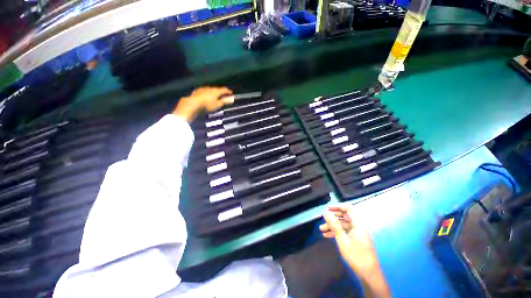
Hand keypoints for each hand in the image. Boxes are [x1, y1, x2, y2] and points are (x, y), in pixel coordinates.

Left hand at [173, 86, 234, 121]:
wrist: (193, 103)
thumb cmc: (208, 104)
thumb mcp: (218, 104)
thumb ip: (224, 101)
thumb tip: (232, 99)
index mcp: (216, 91)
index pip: (224, 89)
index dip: (228, 91)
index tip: (231, 93)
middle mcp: (210, 88)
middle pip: (218, 89)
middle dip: (221, 92)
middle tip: (224, 96)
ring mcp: (204, 88)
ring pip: (211, 90)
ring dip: (214, 93)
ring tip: (215, 97)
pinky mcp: (198, 91)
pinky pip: (205, 91)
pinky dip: (208, 93)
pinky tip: (207, 97)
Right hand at [320, 206, 390, 297]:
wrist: (368, 274)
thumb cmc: (356, 255)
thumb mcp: (342, 239)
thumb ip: (334, 225)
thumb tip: (326, 213)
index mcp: (358, 224)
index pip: (349, 209)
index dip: (338, 206)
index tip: (328, 208)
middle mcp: (358, 226)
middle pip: (345, 216)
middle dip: (333, 217)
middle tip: (324, 218)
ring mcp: (357, 233)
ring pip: (343, 224)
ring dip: (333, 226)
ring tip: (321, 229)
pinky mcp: (356, 239)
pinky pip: (345, 231)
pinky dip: (336, 232)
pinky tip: (327, 235)